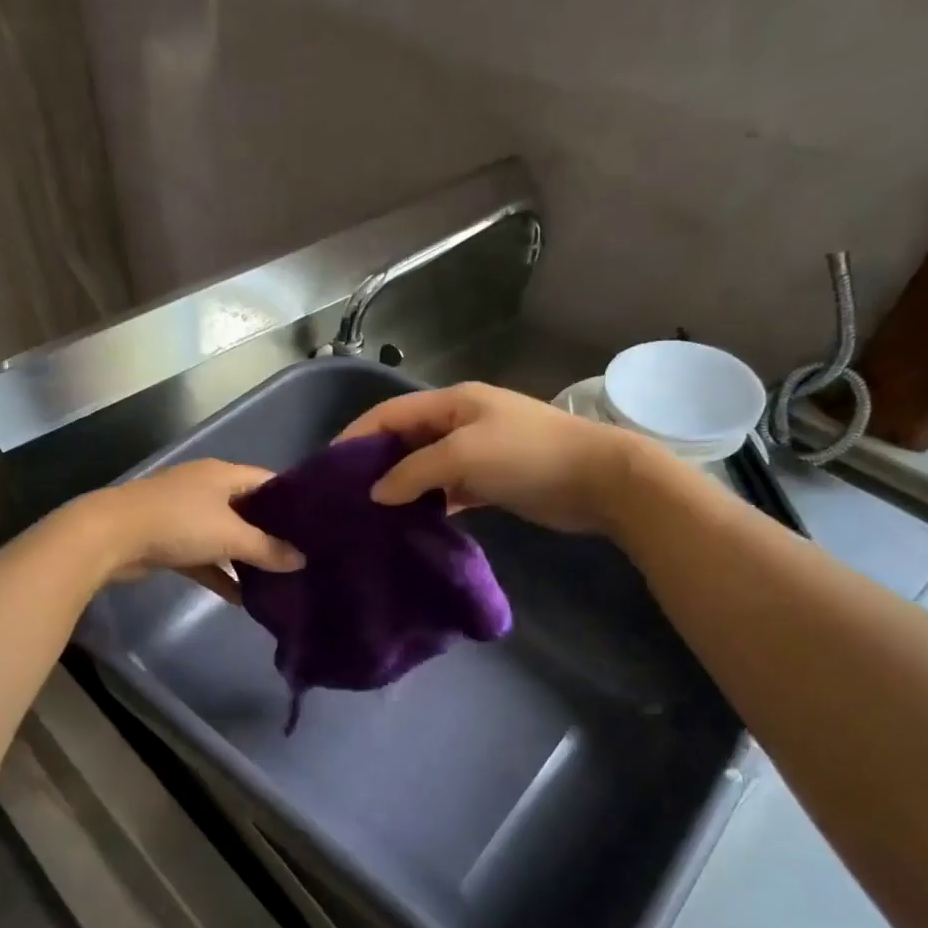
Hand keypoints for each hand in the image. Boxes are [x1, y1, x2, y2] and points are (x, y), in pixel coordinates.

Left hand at [69, 458, 304, 602]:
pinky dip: (220, 574)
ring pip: (225, 536)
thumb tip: (301, 560)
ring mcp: (185, 515)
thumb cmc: (178, 523)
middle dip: (271, 533)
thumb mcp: (230, 535)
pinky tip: (241, 598)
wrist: (112, 536)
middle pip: (248, 510)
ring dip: (245, 557)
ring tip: (277, 579)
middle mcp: (206, 489)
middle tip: (301, 555)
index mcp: (223, 474)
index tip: (316, 524)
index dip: (292, 500)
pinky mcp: (170, 541)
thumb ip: (267, 549)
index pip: (268, 481)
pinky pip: (204, 558)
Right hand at [336, 382, 650, 535]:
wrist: (600, 480)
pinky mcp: (491, 481)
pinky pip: (447, 490)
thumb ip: (413, 472)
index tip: (327, 466)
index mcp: (451, 403)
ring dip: (401, 487)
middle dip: (374, 463)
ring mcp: (477, 452)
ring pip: (424, 467)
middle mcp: (459, 423)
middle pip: (404, 439)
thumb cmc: (527, 455)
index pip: (390, 413)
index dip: (356, 434)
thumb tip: (376, 493)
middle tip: (345, 496)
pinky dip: (428, 503)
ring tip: (369, 515)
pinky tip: (409, 524)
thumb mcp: (463, 456)